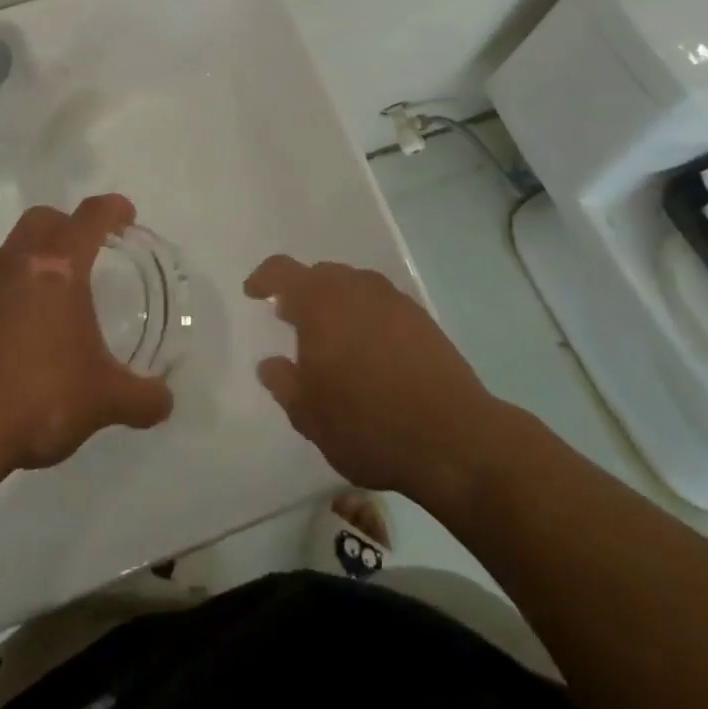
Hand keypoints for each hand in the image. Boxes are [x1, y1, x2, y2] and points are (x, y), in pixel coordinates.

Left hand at [0, 194, 173, 475]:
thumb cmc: (39, 396)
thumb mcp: (103, 400)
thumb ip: (142, 398)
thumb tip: (165, 400)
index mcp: (58, 265)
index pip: (91, 216)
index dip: (114, 209)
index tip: (128, 217)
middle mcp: (19, 261)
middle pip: (45, 218)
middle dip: (70, 224)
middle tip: (92, 252)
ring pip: (16, 245)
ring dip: (40, 253)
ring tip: (61, 291)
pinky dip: (16, 285)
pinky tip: (29, 325)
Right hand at [246, 256, 494, 501]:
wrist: (454, 437)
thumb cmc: (367, 424)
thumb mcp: (309, 415)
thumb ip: (283, 383)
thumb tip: (271, 363)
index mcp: (320, 302)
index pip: (282, 271)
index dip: (264, 278)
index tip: (253, 293)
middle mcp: (356, 287)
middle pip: (321, 275)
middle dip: (302, 293)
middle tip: (291, 321)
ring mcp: (393, 300)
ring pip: (354, 287)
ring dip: (337, 304)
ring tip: (332, 339)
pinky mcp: (422, 319)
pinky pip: (382, 305)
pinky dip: (367, 318)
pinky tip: (371, 353)